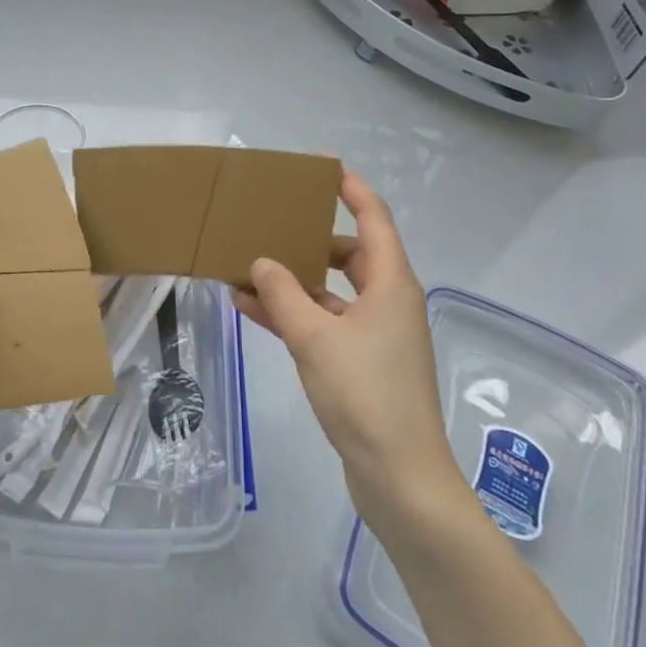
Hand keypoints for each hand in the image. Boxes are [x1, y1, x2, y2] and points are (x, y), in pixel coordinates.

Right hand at [234, 172, 463, 532]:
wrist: (400, 478)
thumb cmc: (364, 394)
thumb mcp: (314, 337)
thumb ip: (282, 293)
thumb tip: (262, 261)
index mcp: (391, 284)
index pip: (374, 218)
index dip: (352, 189)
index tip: (322, 168)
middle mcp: (388, 302)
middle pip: (349, 254)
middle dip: (310, 238)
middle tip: (272, 221)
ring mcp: (377, 335)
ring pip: (331, 292)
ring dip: (292, 281)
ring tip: (245, 267)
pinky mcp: (363, 364)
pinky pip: (324, 324)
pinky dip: (294, 315)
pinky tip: (250, 309)